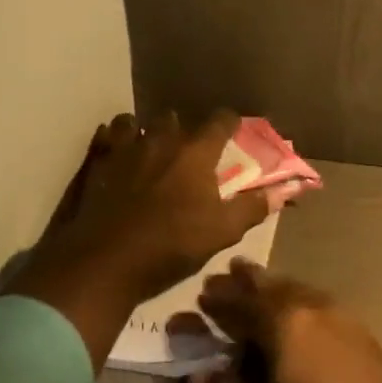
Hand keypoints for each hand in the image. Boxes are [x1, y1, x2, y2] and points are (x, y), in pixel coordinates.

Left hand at [9, 110, 269, 368]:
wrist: (105, 263)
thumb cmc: (171, 245)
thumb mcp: (222, 232)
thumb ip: (253, 207)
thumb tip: (284, 191)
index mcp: (196, 152)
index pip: (220, 120)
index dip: (229, 123)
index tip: (233, 130)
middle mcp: (162, 139)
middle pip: (176, 119)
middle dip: (184, 130)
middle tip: (189, 151)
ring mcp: (125, 147)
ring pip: (137, 123)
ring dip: (145, 132)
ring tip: (149, 149)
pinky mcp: (97, 161)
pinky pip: (106, 136)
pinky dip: (113, 140)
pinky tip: (117, 154)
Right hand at [186, 262, 381, 382]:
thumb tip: (195, 377)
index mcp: (282, 323)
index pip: (240, 304)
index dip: (216, 302)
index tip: (197, 297)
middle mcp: (310, 307)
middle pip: (270, 286)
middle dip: (244, 281)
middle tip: (224, 273)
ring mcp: (339, 315)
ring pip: (296, 289)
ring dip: (272, 285)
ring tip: (257, 282)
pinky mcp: (359, 330)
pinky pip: (316, 300)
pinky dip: (296, 297)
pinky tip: (298, 306)